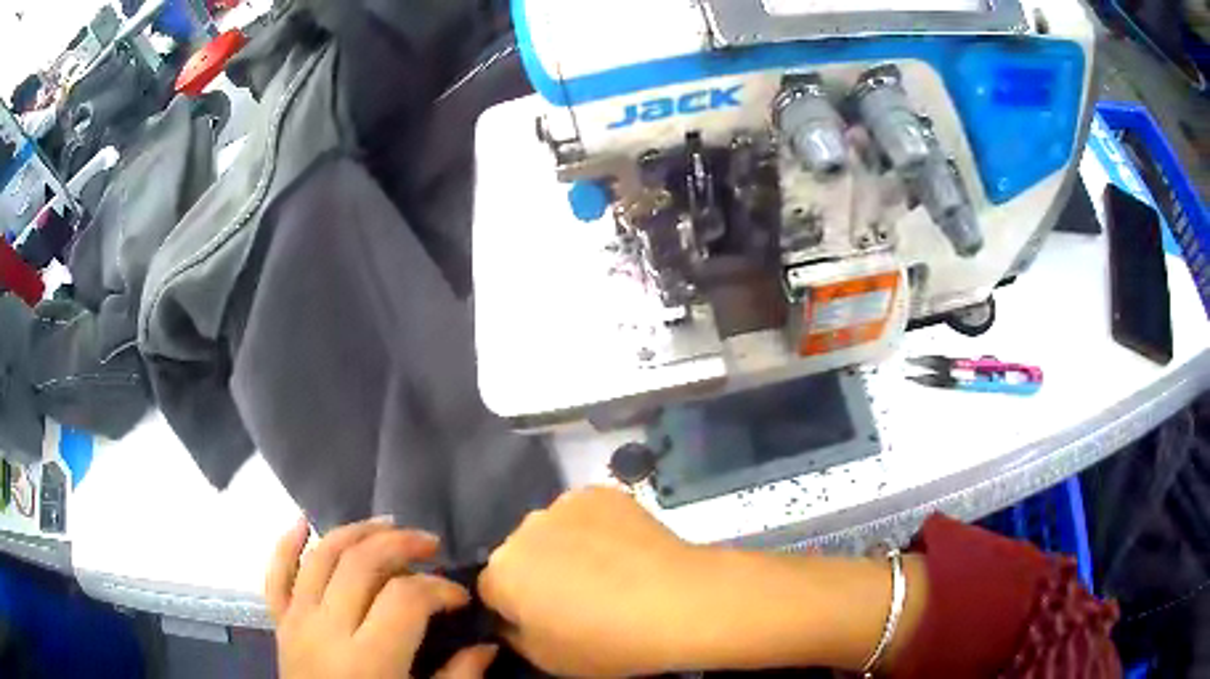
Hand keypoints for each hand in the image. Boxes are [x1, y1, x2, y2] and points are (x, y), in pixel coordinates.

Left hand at [267, 518, 497, 678]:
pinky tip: (302, 523)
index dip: (439, 588)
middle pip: (361, 564)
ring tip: (386, 525)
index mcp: (370, 658)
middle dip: (401, 544)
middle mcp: (328, 629)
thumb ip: (460, 678)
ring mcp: (298, 622)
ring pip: (320, 557)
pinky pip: (275, 576)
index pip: (405, 598)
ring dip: (354, 532)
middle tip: (430, 544)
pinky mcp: (280, 624)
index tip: (460, 598)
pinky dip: (285, 545)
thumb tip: (488, 646)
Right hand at [478, 487, 715, 676]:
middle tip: (580, 597)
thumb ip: (515, 636)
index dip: (516, 607)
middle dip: (539, 572)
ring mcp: (563, 504)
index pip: (491, 589)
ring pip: (553, 530)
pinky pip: (586, 513)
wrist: (677, 601)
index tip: (546, 620)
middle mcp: (522, 530)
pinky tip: (627, 550)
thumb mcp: (548, 659)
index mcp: (502, 572)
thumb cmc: (607, 641)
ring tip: (610, 571)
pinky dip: (597, 528)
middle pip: (521, 554)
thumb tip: (512, 619)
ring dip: (566, 547)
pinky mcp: (601, 492)